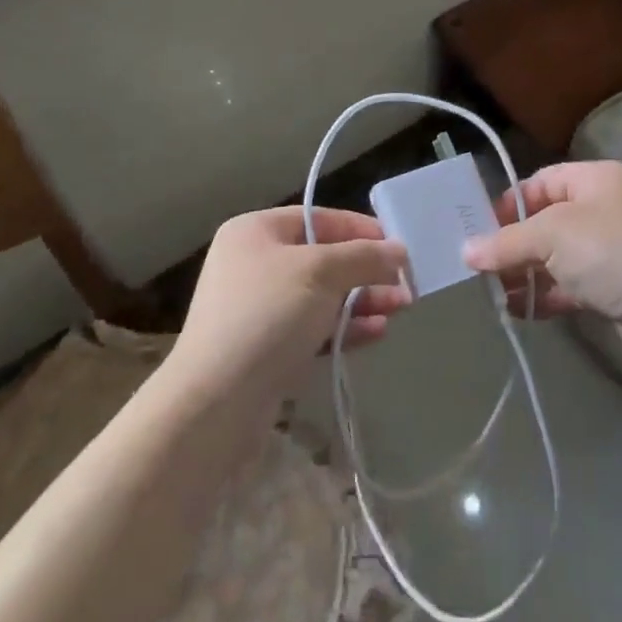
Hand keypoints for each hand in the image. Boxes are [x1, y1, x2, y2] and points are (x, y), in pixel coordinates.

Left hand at [173, 207, 410, 405]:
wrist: (216, 403)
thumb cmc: (267, 316)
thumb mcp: (321, 273)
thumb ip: (363, 257)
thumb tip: (398, 250)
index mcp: (255, 231)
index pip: (317, 218)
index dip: (360, 229)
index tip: (398, 244)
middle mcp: (254, 263)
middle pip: (323, 258)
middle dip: (366, 270)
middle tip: (405, 283)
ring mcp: (258, 308)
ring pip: (322, 295)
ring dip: (362, 300)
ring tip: (401, 308)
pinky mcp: (266, 348)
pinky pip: (313, 327)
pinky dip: (345, 327)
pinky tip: (377, 333)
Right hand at [463, 160, 621, 380]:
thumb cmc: (613, 255)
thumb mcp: (553, 237)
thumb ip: (507, 242)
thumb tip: (466, 251)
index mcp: (595, 179)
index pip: (540, 182)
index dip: (507, 204)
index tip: (479, 230)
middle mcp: (604, 208)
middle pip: (545, 221)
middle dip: (513, 245)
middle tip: (480, 267)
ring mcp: (611, 250)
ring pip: (555, 257)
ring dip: (526, 274)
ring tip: (495, 294)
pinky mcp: (615, 288)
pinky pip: (570, 284)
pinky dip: (546, 295)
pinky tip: (521, 311)